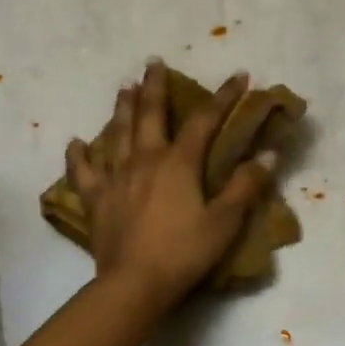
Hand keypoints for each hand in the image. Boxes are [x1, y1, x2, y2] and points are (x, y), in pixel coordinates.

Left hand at [67, 61, 272, 309]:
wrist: (134, 283)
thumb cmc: (184, 252)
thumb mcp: (224, 221)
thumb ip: (245, 186)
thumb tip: (268, 154)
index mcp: (178, 163)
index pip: (205, 120)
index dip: (223, 96)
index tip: (239, 75)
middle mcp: (145, 159)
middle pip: (149, 114)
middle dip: (154, 86)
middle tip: (152, 62)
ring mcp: (116, 177)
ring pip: (117, 133)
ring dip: (122, 108)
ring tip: (124, 87)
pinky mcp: (97, 199)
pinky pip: (84, 172)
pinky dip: (78, 156)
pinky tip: (75, 142)